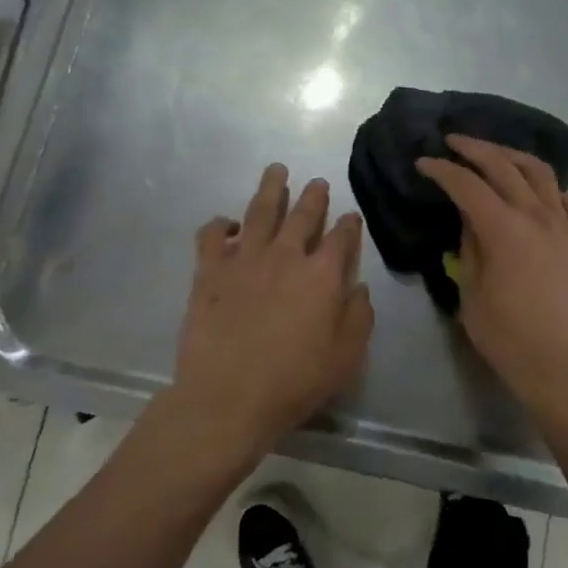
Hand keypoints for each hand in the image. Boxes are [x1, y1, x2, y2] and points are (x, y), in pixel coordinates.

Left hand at [172, 164, 374, 455]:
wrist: (228, 397)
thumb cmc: (295, 381)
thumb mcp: (346, 356)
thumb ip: (359, 317)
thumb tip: (358, 287)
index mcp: (322, 275)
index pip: (342, 238)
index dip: (349, 225)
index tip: (351, 216)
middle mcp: (285, 255)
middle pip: (302, 215)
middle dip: (313, 196)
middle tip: (317, 182)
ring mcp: (244, 258)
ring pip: (259, 211)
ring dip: (271, 188)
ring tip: (276, 170)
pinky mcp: (209, 271)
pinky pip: (212, 234)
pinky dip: (220, 224)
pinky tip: (227, 223)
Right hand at [416, 135, 567, 399]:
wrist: (556, 360)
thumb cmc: (504, 332)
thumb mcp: (470, 288)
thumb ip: (469, 244)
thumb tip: (468, 216)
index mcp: (504, 229)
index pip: (468, 185)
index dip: (443, 170)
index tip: (423, 162)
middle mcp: (536, 216)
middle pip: (504, 166)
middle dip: (475, 149)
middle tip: (452, 141)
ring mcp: (562, 225)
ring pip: (540, 172)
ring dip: (513, 156)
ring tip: (493, 153)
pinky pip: (567, 200)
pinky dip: (549, 187)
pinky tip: (536, 191)